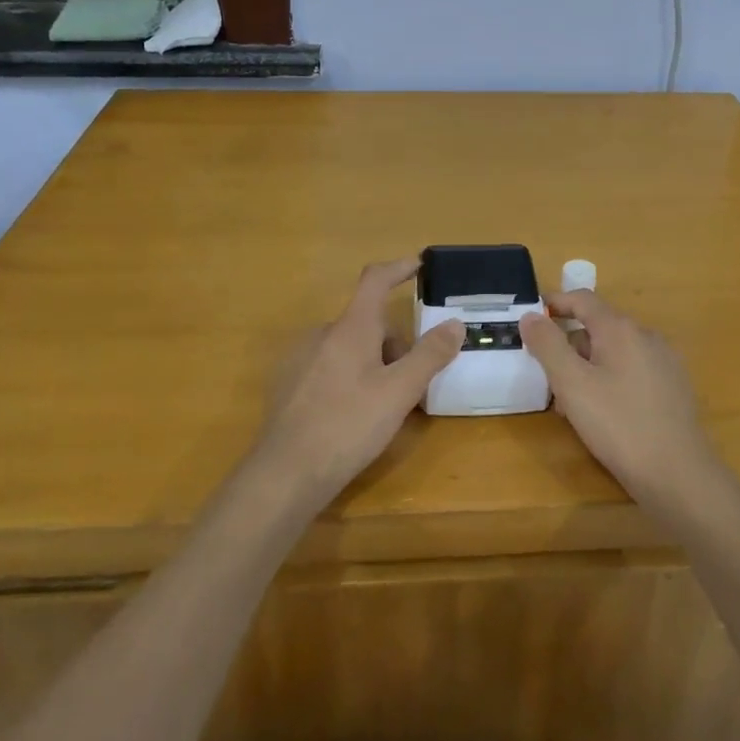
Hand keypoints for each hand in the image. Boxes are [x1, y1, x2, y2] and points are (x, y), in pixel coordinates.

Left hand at [254, 259, 462, 508]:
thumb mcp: (399, 393)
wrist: (284, 475)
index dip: (398, 268)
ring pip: (349, 347)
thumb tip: (455, 324)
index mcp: (350, 328)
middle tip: (412, 384)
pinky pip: (329, 367)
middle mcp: (322, 334)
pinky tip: (352, 417)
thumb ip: (429, 355)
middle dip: (394, 344)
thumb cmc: (348, 426)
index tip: (419, 264)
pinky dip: (349, 378)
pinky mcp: (288, 385)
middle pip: (367, 323)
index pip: (375, 280)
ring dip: (373, 364)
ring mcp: (300, 359)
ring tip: (385, 407)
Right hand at [520, 291, 723, 514]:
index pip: (582, 299)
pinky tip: (605, 414)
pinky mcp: (674, 387)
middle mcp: (646, 336)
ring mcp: (664, 361)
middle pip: (598, 326)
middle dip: (569, 345)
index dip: (555, 304)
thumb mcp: (572, 385)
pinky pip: (633, 370)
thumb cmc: (619, 425)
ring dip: (589, 366)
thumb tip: (530, 316)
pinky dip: (611, 379)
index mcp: (621, 329)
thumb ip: (548, 345)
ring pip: (615, 351)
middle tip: (548, 376)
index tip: (531, 320)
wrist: (679, 476)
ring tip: (572, 403)